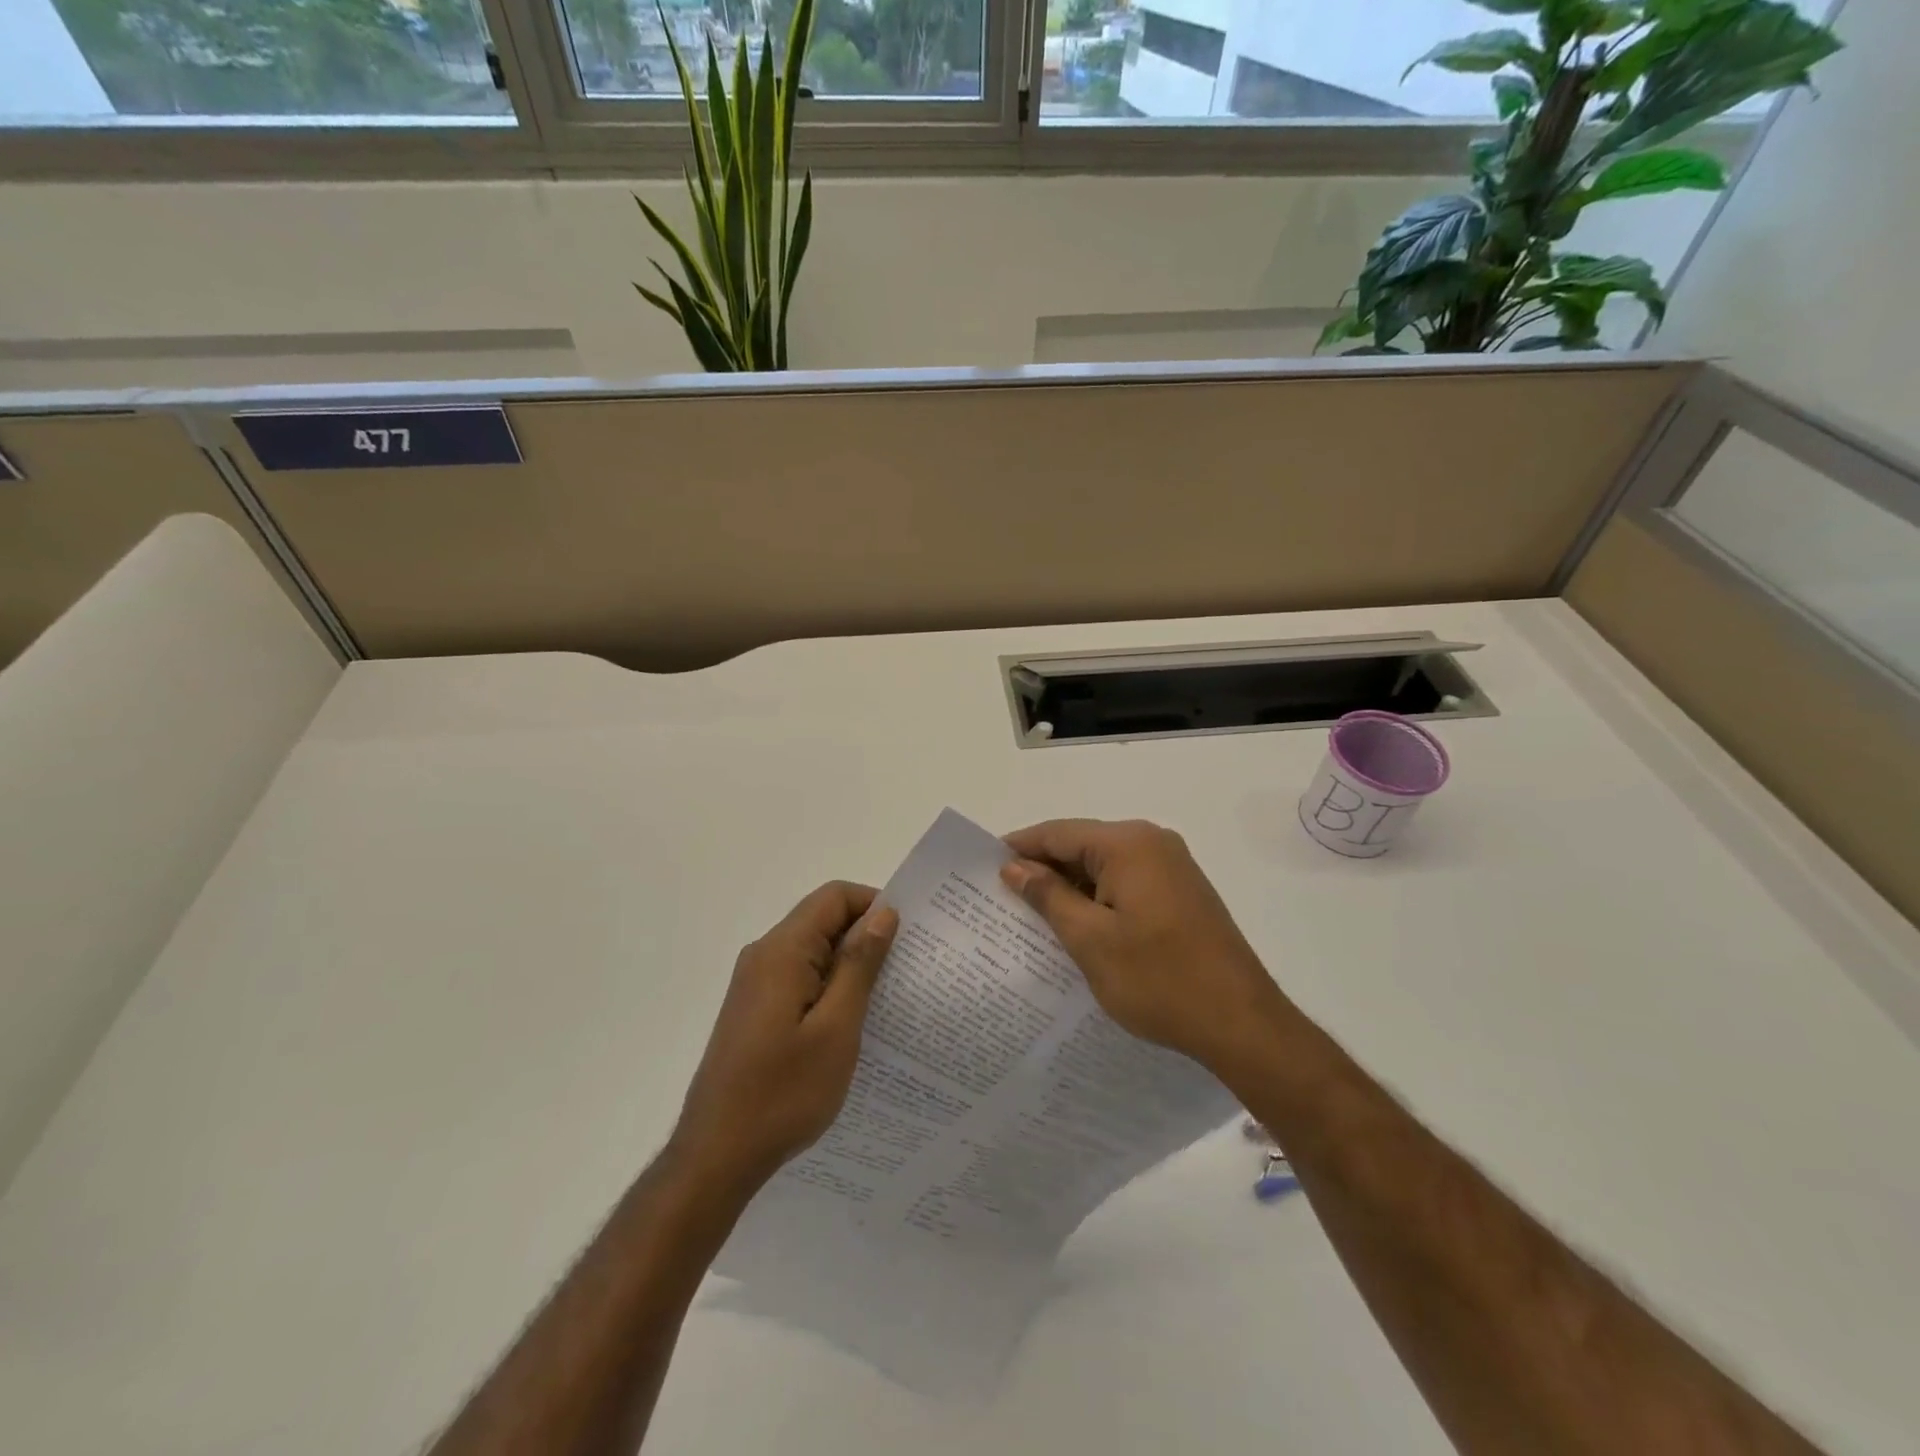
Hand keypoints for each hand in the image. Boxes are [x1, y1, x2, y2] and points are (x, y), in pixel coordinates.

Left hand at [671, 882, 897, 1195]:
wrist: (717, 1156)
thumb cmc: (783, 1093)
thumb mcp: (836, 1028)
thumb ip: (859, 964)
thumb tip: (883, 913)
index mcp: (782, 951)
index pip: (834, 896)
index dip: (874, 904)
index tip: (907, 937)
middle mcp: (764, 955)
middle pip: (823, 920)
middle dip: (866, 935)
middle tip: (905, 970)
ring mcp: (755, 983)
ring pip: (813, 951)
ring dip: (850, 964)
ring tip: (885, 999)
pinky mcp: (755, 1009)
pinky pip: (800, 977)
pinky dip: (830, 986)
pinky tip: (851, 1023)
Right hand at [1001, 819, 1284, 1070]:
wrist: (1242, 1023)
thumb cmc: (1159, 980)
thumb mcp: (1090, 940)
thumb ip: (1048, 896)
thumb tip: (1015, 867)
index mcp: (1129, 844)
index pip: (1058, 833)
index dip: (1019, 848)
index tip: (983, 867)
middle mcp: (1152, 842)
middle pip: (1082, 845)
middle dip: (1043, 869)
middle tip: (1002, 896)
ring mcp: (1172, 867)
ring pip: (1104, 866)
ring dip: (1070, 887)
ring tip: (1031, 915)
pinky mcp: (1181, 892)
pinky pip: (1126, 882)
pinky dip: (1098, 898)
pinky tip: (1076, 926)